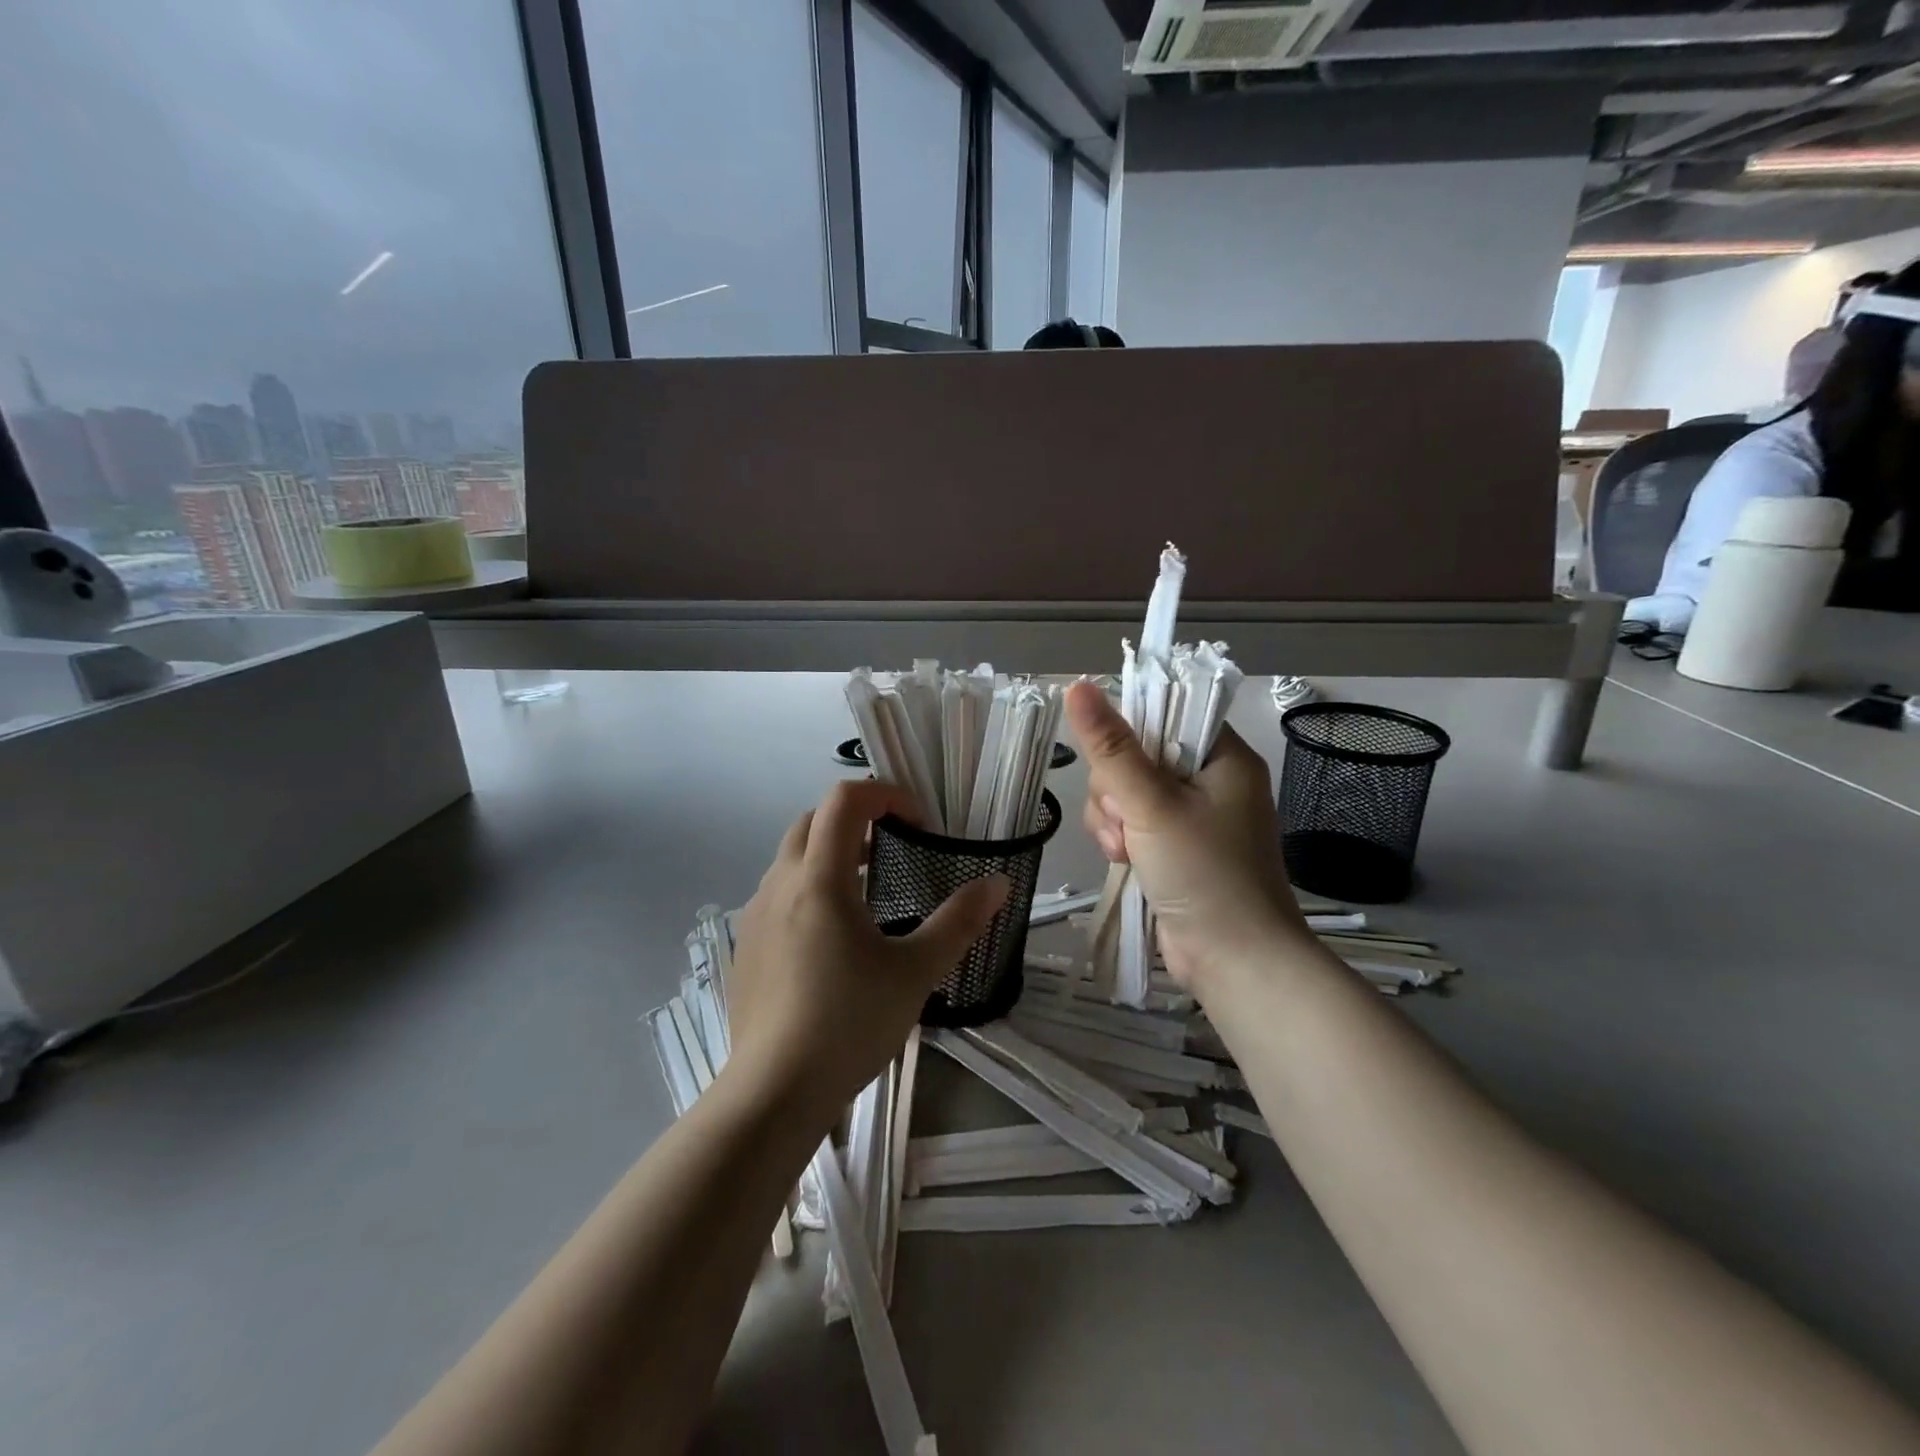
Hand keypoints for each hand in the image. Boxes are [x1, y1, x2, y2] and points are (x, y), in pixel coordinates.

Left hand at [725, 780, 1007, 1120]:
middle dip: (856, 820)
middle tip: (896, 849)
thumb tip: (999, 883)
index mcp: (819, 879)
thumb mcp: (916, 971)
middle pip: (813, 820)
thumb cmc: (849, 1023)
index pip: (844, 800)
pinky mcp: (745, 947)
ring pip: (792, 858)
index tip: (920, 824)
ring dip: (832, 854)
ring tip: (871, 892)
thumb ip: (960, 921)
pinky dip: (810, 888)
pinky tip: (834, 939)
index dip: (885, 795)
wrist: (773, 1092)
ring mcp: (755, 916)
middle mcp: (779, 885)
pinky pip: (778, 894)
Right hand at [1065, 681, 1308, 991]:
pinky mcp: (1173, 849)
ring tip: (1123, 849)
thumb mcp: (1151, 805)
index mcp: (1223, 758)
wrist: (1235, 962)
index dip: (1132, 729)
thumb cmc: (1204, 874)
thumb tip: (1077, 686)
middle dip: (1116, 788)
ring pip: (1126, 792)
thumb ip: (1111, 747)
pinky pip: (1130, 823)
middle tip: (1125, 818)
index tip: (1112, 759)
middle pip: (1137, 754)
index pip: (1170, 714)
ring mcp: (1191, 818)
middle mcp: (1210, 782)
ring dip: (1112, 818)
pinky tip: (1122, 860)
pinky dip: (1119, 838)